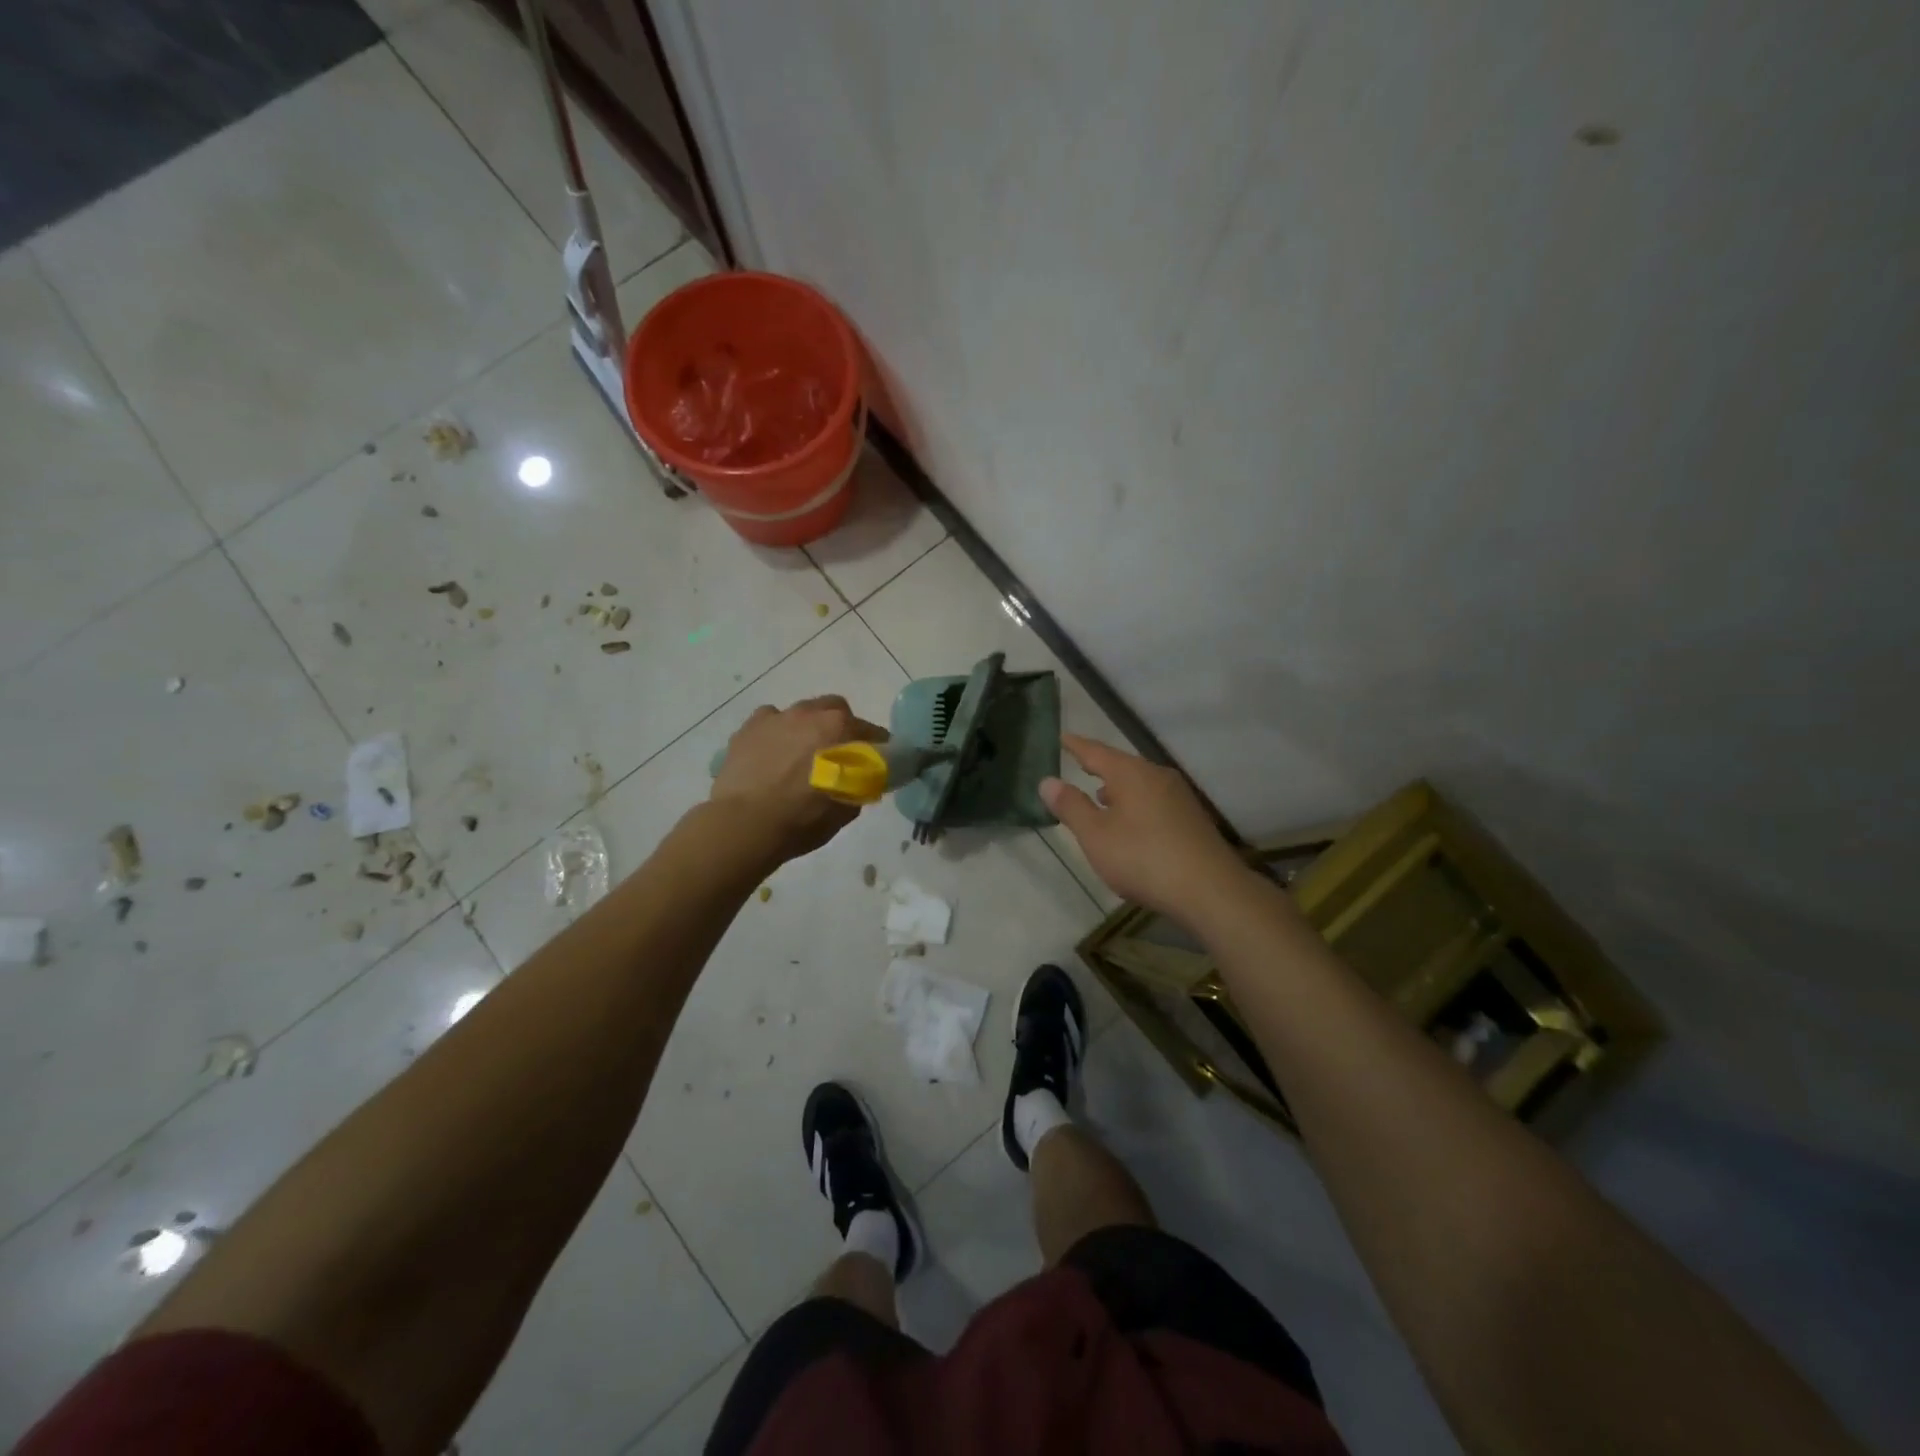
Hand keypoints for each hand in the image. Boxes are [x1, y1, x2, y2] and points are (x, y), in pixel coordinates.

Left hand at [710, 695, 887, 865]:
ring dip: (807, 728)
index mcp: (840, 730)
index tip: (877, 762)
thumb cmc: (802, 819)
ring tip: (800, 755)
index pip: (873, 732)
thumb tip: (860, 779)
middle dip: (840, 727)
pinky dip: (776, 732)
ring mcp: (777, 717)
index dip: (878, 747)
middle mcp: (810, 714)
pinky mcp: (749, 727)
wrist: (744, 824)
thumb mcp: (845, 811)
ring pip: (801, 713)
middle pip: (835, 709)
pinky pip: (770, 721)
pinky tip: (772, 753)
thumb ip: (859, 786)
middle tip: (837, 754)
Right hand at [1040, 734, 1249, 919]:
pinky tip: (1131, 823)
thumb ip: (1071, 806)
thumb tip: (1047, 780)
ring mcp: (1179, 797)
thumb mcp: (1096, 835)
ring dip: (1118, 788)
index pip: (1096, 752)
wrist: (1210, 890)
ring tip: (1100, 798)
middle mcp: (1157, 776)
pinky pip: (1154, 801)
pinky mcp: (1192, 819)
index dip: (1077, 746)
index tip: (1063, 737)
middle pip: (1122, 765)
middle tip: (1079, 764)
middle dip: (1099, 767)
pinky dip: (1135, 804)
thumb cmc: (1143, 858)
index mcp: (1131, 773)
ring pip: (1140, 784)